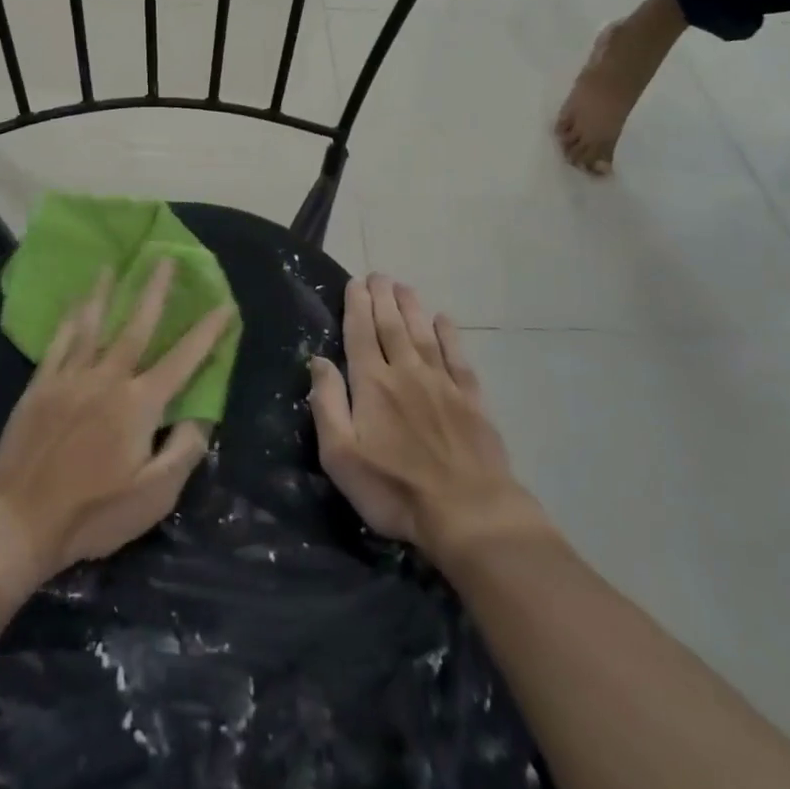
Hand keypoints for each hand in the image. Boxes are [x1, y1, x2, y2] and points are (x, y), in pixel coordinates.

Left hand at [0, 261, 230, 590]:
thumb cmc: (92, 514)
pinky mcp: (40, 385)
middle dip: (155, 290)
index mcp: (139, 404)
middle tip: (165, 258)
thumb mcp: (153, 496)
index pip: (183, 360)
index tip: (224, 304)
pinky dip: (69, 318)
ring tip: (112, 265)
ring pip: (93, 324)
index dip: (207, 332)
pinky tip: (74, 302)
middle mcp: (107, 379)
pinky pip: (59, 341)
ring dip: (105, 292)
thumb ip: (184, 451)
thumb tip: (203, 416)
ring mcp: (70, 377)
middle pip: (136, 325)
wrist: (17, 520)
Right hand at [308, 274, 551, 566]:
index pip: (360, 334)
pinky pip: (457, 356)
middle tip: (378, 275)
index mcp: (372, 384)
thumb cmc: (394, 490)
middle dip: (382, 298)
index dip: (356, 306)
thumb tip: (318, 360)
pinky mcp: (471, 398)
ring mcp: (442, 383)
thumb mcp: (341, 456)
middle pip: (391, 325)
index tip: (355, 283)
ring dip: (411, 307)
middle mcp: (406, 372)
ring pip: (422, 333)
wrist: (469, 513)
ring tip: (403, 286)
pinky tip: (443, 319)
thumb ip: (327, 404)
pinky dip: (449, 334)